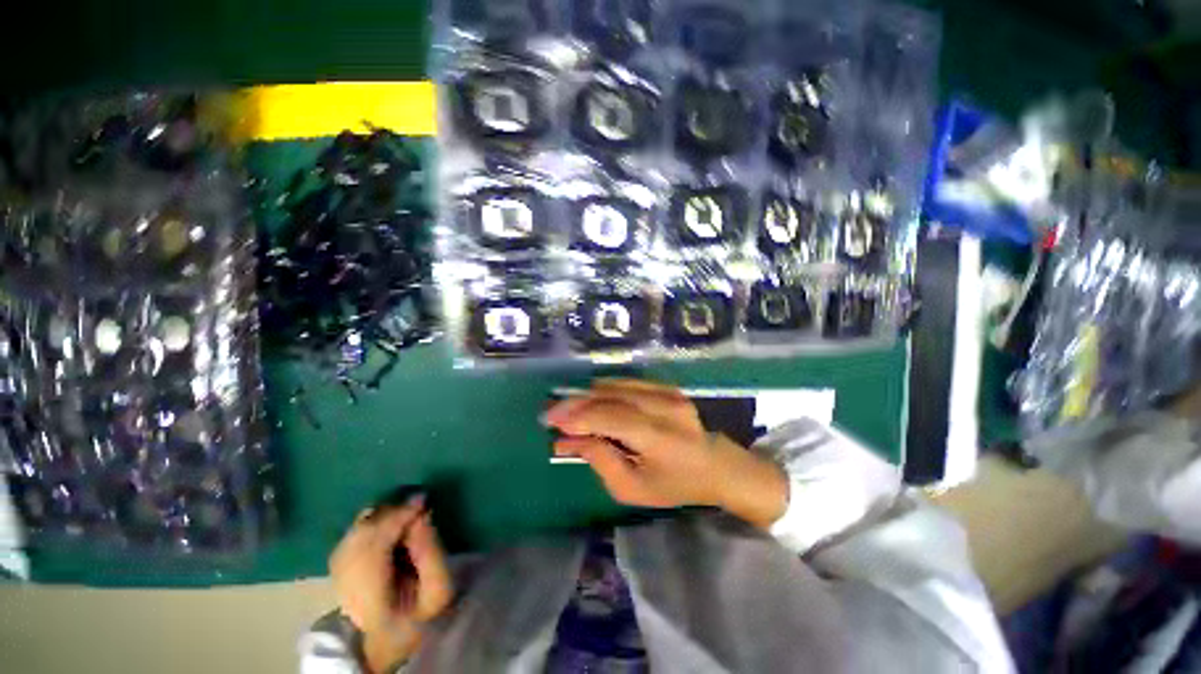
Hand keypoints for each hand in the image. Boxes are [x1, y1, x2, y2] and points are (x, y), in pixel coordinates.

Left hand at [329, 496, 452, 672]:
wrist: (395, 639)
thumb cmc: (423, 613)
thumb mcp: (439, 588)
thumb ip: (431, 553)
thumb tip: (420, 516)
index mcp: (372, 601)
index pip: (374, 549)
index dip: (396, 519)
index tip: (422, 500)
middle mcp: (347, 590)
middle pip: (359, 539)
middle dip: (389, 513)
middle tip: (417, 501)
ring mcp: (338, 580)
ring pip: (352, 536)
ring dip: (380, 516)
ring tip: (405, 510)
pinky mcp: (340, 572)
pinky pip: (350, 538)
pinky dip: (370, 523)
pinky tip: (388, 521)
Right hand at [544, 379, 788, 528]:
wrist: (713, 465)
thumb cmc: (674, 485)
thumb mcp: (633, 488)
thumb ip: (600, 460)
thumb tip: (568, 441)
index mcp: (660, 436)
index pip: (611, 418)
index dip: (578, 417)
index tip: (551, 422)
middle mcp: (664, 407)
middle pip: (611, 397)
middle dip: (576, 403)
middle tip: (552, 413)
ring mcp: (668, 393)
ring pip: (617, 385)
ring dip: (588, 395)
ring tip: (568, 408)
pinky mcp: (667, 387)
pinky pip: (628, 383)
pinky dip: (605, 390)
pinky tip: (591, 400)